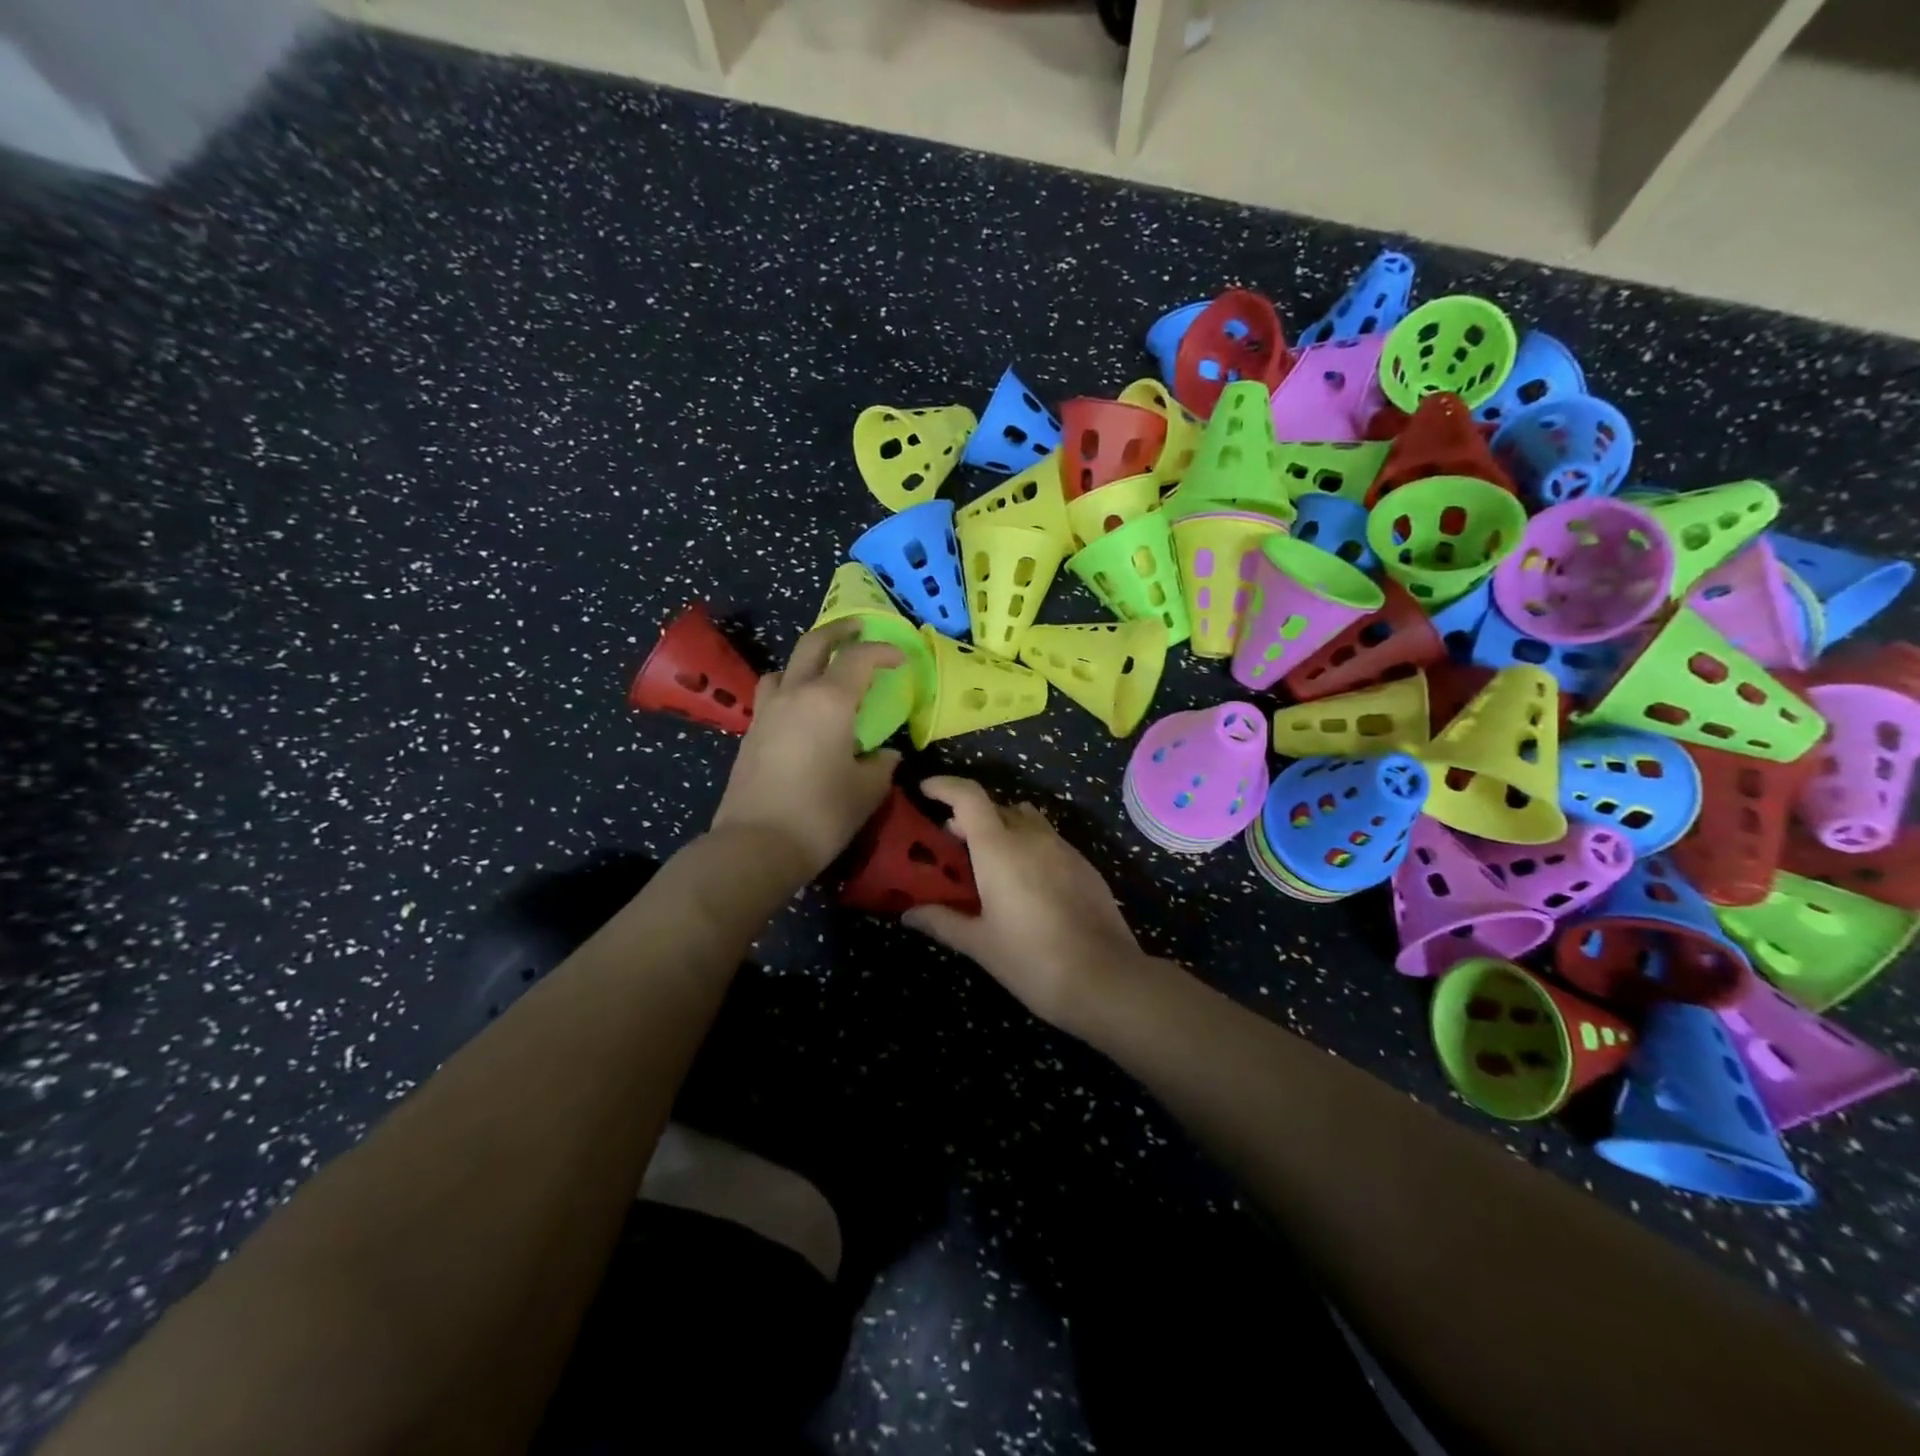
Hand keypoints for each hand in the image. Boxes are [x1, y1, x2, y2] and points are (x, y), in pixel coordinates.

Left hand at [710, 621, 902, 881]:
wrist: (756, 844)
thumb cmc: (821, 815)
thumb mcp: (866, 791)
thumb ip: (881, 765)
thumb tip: (885, 755)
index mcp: (829, 701)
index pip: (859, 659)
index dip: (883, 652)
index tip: (901, 658)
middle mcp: (795, 695)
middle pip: (814, 644)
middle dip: (839, 631)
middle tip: (859, 629)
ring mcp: (767, 712)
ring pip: (785, 667)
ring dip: (807, 659)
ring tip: (824, 672)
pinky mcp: (751, 734)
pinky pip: (772, 694)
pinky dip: (790, 689)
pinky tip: (802, 713)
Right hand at [903, 776, 1150, 1031]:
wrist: (1105, 978)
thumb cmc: (1031, 960)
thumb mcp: (979, 943)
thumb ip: (942, 921)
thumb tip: (908, 913)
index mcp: (999, 847)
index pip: (968, 796)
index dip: (944, 787)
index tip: (924, 790)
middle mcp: (1031, 836)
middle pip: (995, 806)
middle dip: (969, 817)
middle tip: (950, 844)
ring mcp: (1062, 848)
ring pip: (1026, 820)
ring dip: (1002, 828)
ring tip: (988, 862)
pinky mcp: (1084, 865)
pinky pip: (1048, 840)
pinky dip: (1028, 846)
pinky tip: (1025, 883)